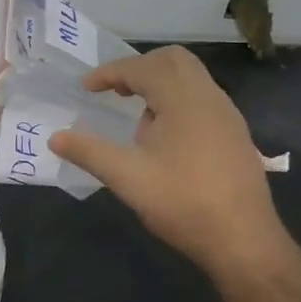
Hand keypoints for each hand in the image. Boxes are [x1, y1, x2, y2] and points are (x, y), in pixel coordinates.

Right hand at [50, 47, 286, 272]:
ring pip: (191, 78)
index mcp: (183, 99)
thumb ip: (89, 152)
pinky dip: (178, 100)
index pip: (142, 67)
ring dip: (160, 84)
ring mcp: (227, 115)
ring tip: (137, 118)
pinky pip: (203, 98)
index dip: (110, 73)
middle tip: (115, 90)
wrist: (244, 241)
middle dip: (139, 68)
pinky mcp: (236, 135)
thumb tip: (55, 138)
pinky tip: (165, 138)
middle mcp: (209, 97)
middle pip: (172, 60)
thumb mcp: (127, 178)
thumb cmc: (183, 203)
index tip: (86, 88)